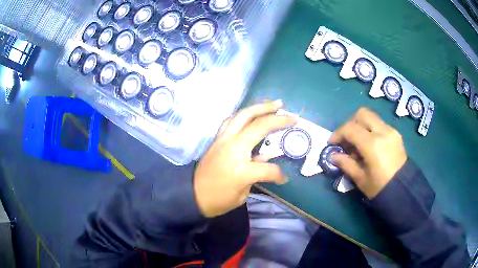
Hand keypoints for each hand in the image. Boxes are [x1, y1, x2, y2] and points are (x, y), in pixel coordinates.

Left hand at [194, 100, 296, 217]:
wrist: (192, 195)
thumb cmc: (218, 200)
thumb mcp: (242, 194)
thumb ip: (257, 175)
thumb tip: (264, 157)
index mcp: (242, 170)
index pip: (269, 168)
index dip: (279, 174)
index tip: (282, 179)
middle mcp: (233, 149)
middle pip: (258, 126)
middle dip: (277, 118)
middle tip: (291, 115)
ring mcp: (223, 140)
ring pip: (242, 115)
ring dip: (259, 107)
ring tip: (274, 103)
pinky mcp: (216, 139)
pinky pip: (230, 120)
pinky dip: (243, 114)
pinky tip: (251, 113)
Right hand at [329, 108, 406, 198]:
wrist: (403, 189)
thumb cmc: (380, 188)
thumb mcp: (360, 179)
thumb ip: (346, 164)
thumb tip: (334, 156)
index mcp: (372, 144)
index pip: (350, 128)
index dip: (338, 133)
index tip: (332, 143)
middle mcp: (382, 132)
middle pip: (362, 114)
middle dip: (350, 123)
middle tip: (346, 138)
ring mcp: (391, 131)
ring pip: (371, 117)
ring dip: (361, 125)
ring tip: (357, 143)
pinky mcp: (396, 134)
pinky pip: (379, 124)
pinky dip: (371, 129)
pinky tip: (369, 145)